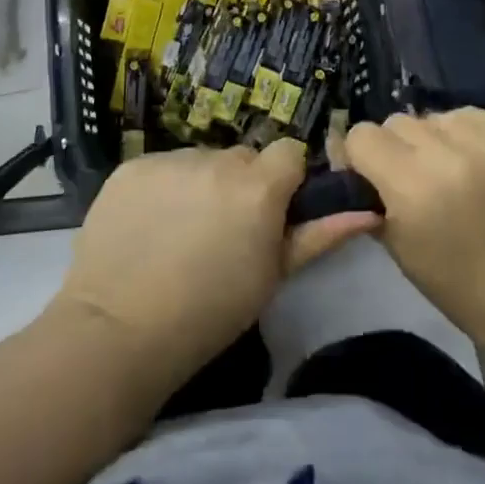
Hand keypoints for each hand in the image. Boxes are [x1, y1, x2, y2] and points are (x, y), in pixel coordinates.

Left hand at [53, 140, 376, 385]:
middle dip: (243, 184)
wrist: (117, 331)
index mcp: (259, 186)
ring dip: (201, 185)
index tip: (273, 212)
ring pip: (201, 161)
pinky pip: (162, 167)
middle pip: (243, 157)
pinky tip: (149, 227)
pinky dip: (163, 188)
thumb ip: (320, 236)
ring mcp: (170, 159)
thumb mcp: (272, 277)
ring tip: (181, 232)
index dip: (286, 180)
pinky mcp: (132, 166)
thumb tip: (367, 211)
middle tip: (225, 230)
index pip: (289, 152)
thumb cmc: (209, 314)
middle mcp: (217, 160)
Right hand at [345, 110, 484, 352]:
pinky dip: (464, 133)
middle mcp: (448, 155)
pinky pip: (469, 115)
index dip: (361, 155)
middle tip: (412, 175)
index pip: (363, 135)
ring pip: (433, 115)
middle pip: (397, 122)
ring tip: (448, 168)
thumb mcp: (392, 242)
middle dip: (397, 147)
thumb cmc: (451, 280)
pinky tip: (473, 160)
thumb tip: (346, 155)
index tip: (371, 174)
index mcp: (411, 187)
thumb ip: (365, 192)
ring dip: (432, 138)